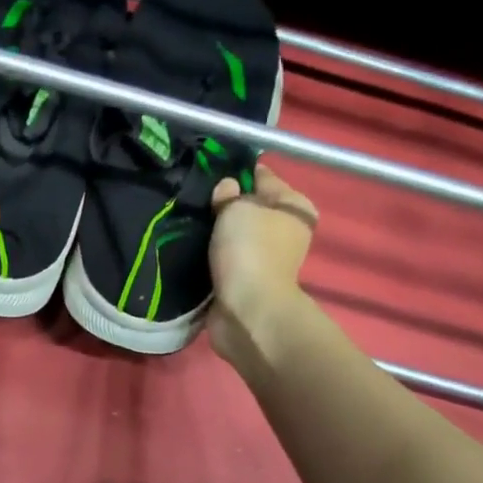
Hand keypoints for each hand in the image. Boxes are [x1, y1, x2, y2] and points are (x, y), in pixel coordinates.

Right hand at [207, 163, 318, 366]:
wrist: (247, 311)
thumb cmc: (250, 251)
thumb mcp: (237, 208)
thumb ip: (229, 194)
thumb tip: (227, 189)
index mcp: (295, 206)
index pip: (263, 176)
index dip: (236, 172)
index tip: (206, 171)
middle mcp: (285, 230)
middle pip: (249, 207)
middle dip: (223, 205)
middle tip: (193, 200)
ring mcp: (266, 258)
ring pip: (235, 235)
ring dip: (215, 233)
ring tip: (187, 223)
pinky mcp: (246, 281)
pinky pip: (224, 259)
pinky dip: (210, 257)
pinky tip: (190, 249)